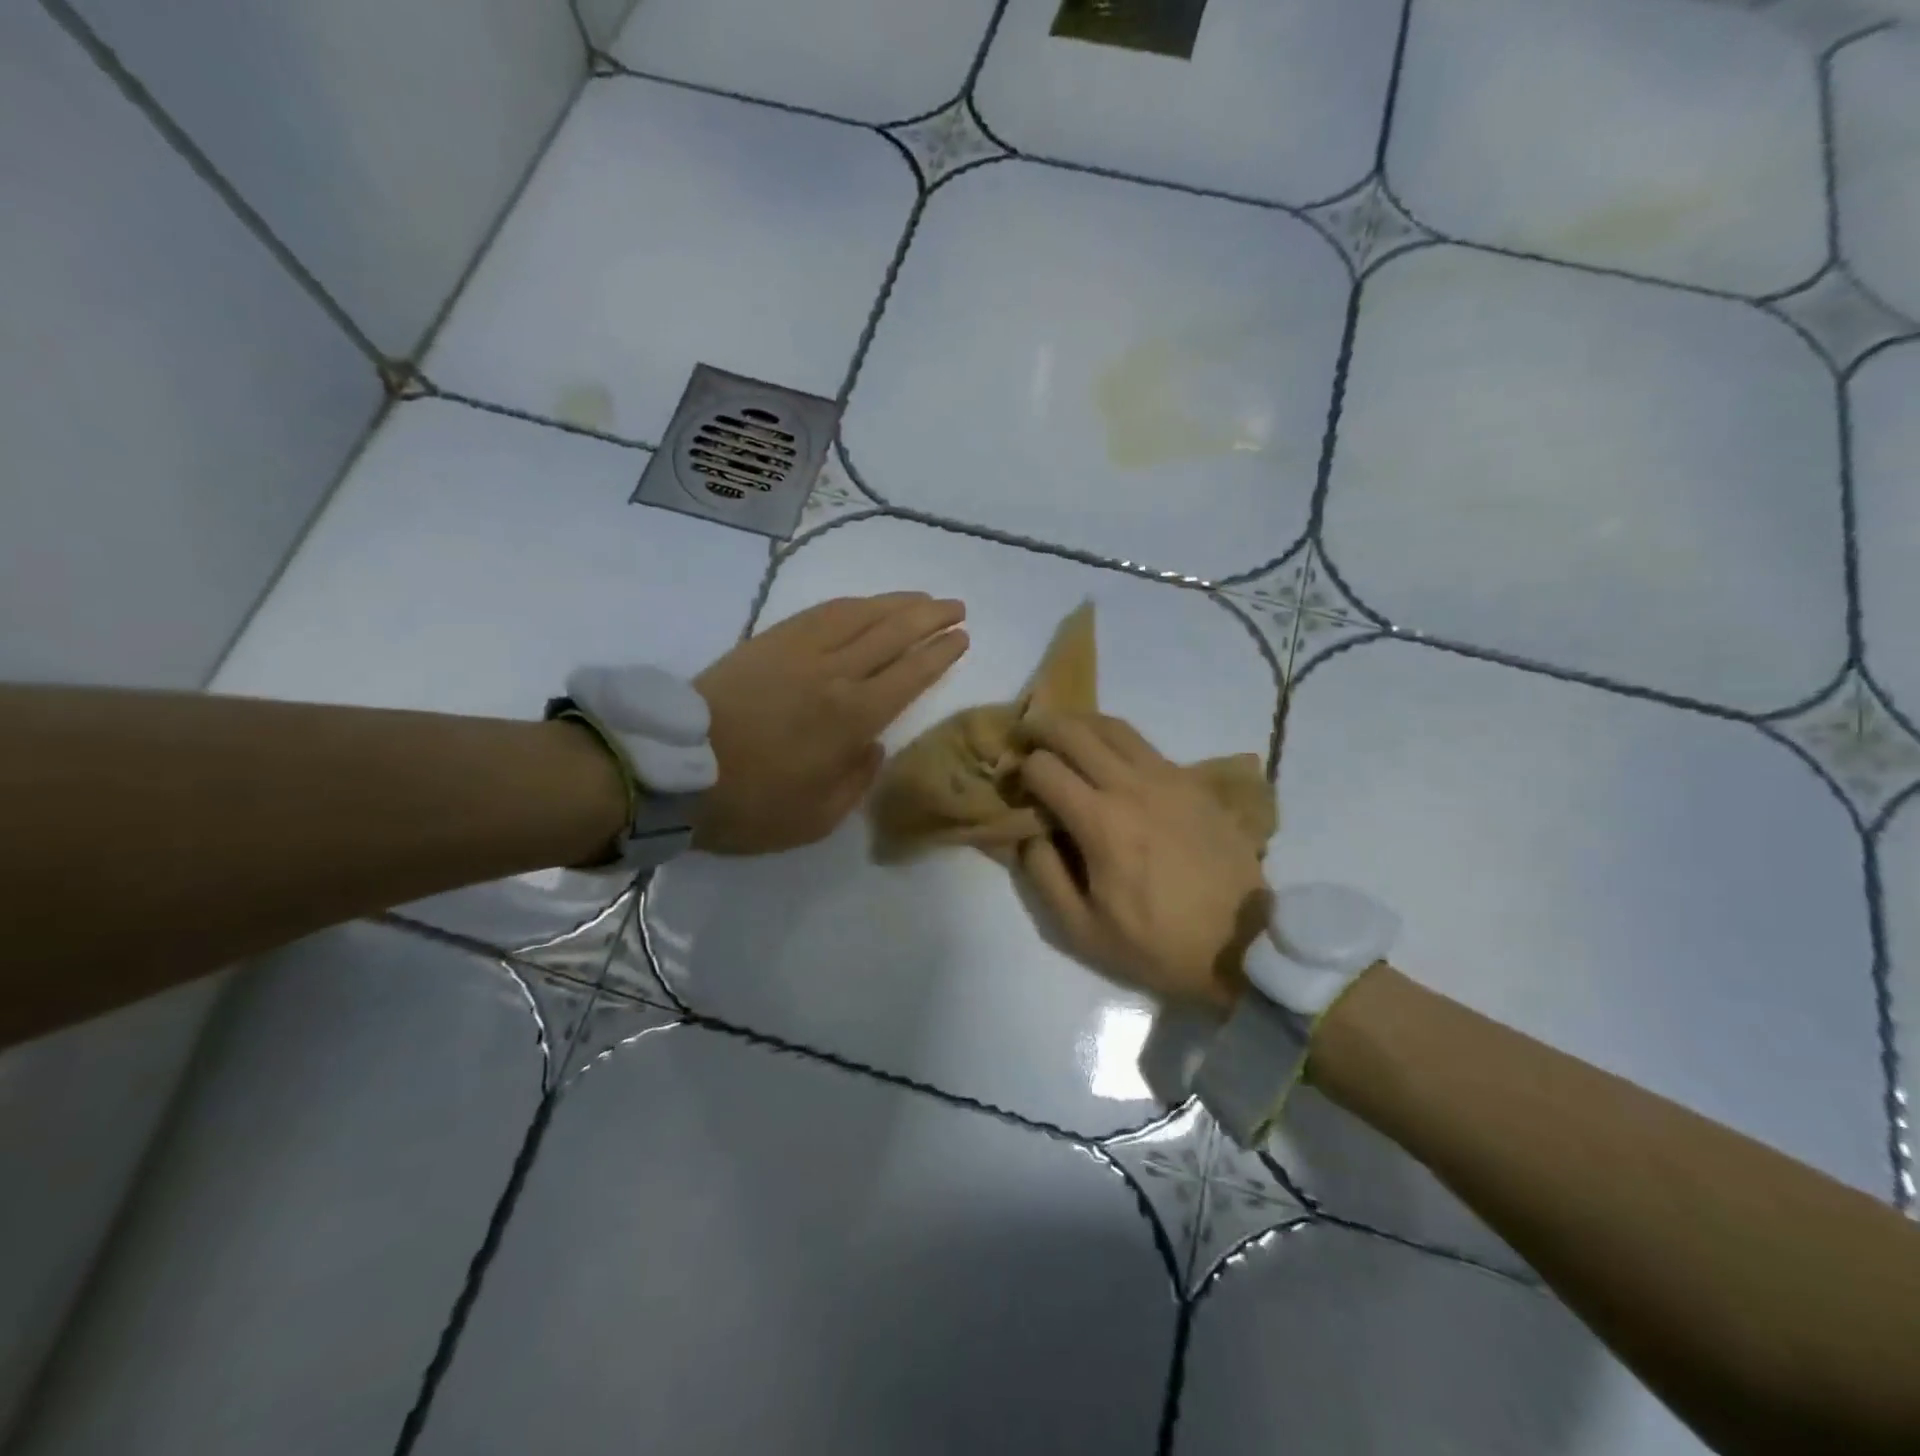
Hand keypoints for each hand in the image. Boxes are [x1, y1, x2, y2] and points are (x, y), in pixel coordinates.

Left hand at [692, 593, 966, 853]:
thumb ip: (857, 780)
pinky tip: (865, 603)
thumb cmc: (749, 804)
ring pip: (860, 614)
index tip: (961, 638)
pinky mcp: (769, 640)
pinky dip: (852, 603)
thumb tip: (874, 745)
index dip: (940, 654)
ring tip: (922, 597)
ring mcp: (800, 650)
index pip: (910, 674)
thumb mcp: (817, 818)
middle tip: (956, 608)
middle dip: (930, 618)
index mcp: (853, 718)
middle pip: (894, 633)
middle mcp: (835, 674)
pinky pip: (821, 612)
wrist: (673, 770)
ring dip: (897, 603)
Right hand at [1017, 715, 1267, 1009]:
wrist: (1242, 945)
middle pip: (1076, 732)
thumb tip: (1026, 833)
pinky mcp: (1194, 782)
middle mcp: (1132, 786)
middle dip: (1041, 728)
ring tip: (1063, 736)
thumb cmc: (1157, 945)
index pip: (1044, 768)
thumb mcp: (1082, 929)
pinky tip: (1109, 759)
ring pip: (1114, 727)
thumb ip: (1044, 875)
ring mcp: (1169, 778)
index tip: (1013, 783)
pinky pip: (1146, 745)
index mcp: (1101, 822)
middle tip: (1025, 737)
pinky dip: (1116, 741)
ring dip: (1080, 724)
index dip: (1020, 770)